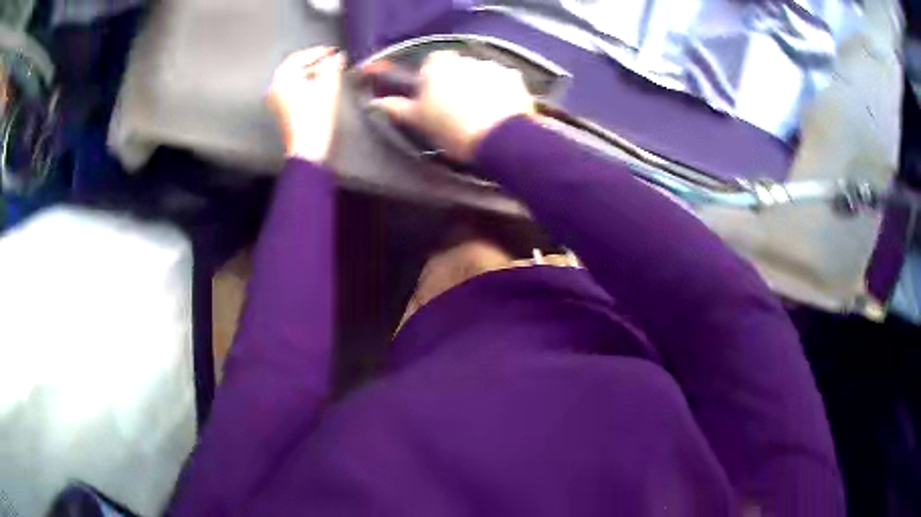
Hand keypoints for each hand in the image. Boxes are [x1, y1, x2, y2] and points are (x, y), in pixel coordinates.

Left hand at [267, 47, 345, 162]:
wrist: (307, 147)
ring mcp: (275, 100)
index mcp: (283, 78)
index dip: (318, 52)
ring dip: (309, 73)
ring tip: (327, 72)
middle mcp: (275, 86)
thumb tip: (336, 57)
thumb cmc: (316, 116)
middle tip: (331, 60)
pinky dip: (304, 84)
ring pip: (293, 79)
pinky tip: (317, 86)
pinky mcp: (280, 110)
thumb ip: (333, 66)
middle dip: (313, 62)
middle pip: (294, 67)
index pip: (300, 56)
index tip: (332, 51)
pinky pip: (291, 89)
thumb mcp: (329, 86)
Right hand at [372, 51, 534, 161]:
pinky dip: (502, 92)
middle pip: (458, 66)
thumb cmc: (450, 128)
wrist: (498, 139)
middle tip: (455, 107)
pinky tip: (501, 112)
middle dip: (457, 80)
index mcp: (438, 66)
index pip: (431, 61)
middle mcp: (466, 59)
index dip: (432, 77)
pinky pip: (505, 83)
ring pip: (482, 73)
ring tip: (481, 112)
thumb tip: (375, 102)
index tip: (432, 96)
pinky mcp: (516, 80)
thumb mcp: (418, 121)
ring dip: (480, 85)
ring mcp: (493, 67)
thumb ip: (396, 108)